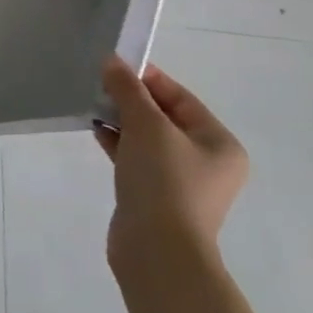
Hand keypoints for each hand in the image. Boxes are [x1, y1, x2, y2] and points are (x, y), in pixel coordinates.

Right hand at [95, 57, 247, 273]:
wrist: (158, 250)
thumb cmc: (164, 180)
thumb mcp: (146, 125)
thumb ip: (128, 90)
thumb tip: (112, 62)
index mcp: (219, 143)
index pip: (181, 98)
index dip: (147, 79)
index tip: (112, 66)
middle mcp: (207, 162)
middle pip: (165, 117)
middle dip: (131, 100)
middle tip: (98, 85)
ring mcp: (182, 182)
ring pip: (148, 138)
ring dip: (122, 121)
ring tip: (93, 107)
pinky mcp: (157, 196)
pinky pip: (137, 158)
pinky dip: (119, 143)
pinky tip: (97, 132)